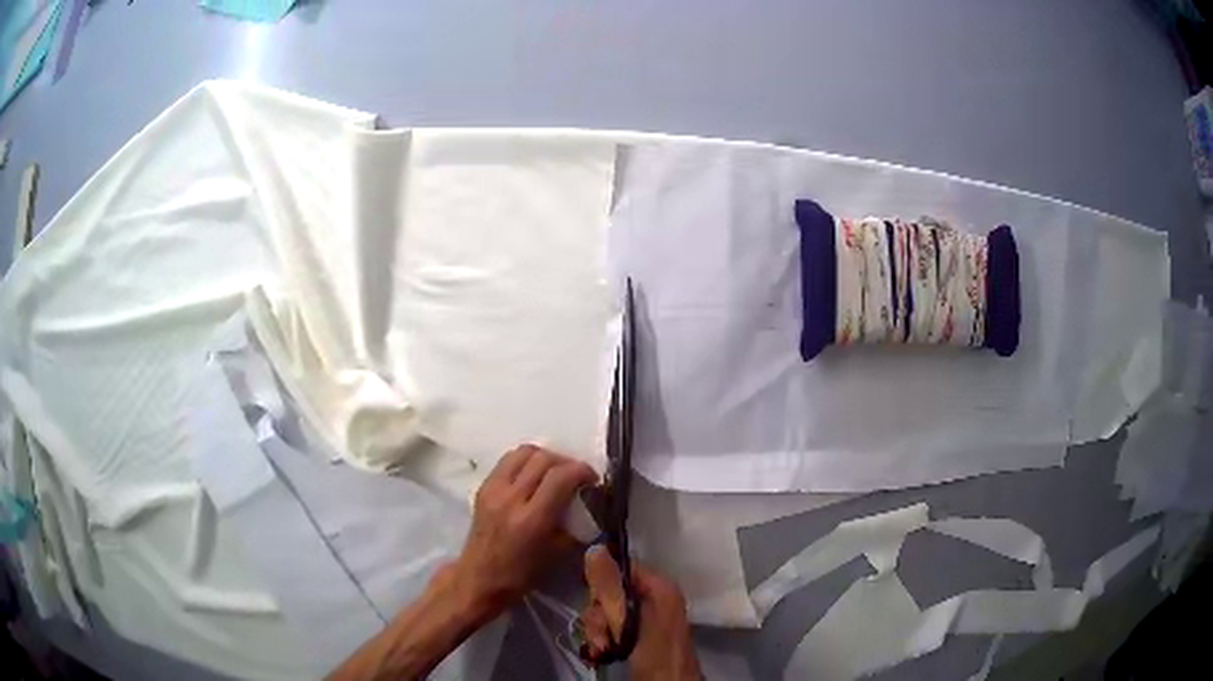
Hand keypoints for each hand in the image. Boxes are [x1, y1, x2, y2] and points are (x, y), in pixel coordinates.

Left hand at [448, 445, 597, 621]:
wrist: (479, 578)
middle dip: (566, 462)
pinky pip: (508, 461)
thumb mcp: (558, 554)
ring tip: (554, 472)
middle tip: (575, 476)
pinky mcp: (483, 488)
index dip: (582, 470)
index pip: (560, 476)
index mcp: (532, 519)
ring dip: (544, 457)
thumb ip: (575, 526)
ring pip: (523, 452)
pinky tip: (532, 477)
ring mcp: (493, 490)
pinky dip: (525, 462)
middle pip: (543, 458)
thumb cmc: (522, 574)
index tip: (592, 479)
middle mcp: (511, 498)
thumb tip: (592, 506)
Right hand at [580, 547, 701, 680]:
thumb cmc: (656, 653)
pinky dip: (599, 642)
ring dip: (596, 633)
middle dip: (598, 616)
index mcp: (659, 588)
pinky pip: (607, 631)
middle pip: (609, 593)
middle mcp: (651, 598)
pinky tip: (599, 654)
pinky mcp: (633, 638)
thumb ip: (611, 589)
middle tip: (602, 636)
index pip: (621, 567)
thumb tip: (595, 549)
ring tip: (601, 651)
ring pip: (604, 614)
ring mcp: (641, 620)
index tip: (589, 597)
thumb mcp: (632, 621)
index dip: (602, 580)